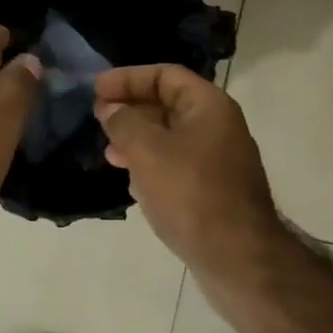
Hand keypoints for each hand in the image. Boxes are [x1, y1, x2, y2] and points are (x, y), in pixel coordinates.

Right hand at [94, 65, 284, 280]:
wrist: (237, 258)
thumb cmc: (191, 193)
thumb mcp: (148, 151)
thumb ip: (124, 122)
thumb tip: (111, 109)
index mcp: (209, 106)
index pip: (165, 75)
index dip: (128, 77)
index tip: (96, 89)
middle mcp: (218, 126)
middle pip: (167, 103)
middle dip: (130, 109)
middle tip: (98, 119)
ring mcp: (218, 160)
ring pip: (170, 137)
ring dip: (137, 139)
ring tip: (109, 153)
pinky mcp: (213, 190)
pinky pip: (176, 165)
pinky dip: (151, 165)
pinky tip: (132, 181)